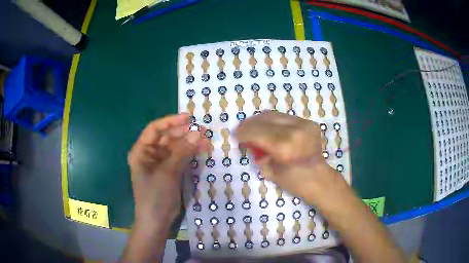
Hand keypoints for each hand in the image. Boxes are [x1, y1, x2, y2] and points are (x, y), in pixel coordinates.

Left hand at [127, 114, 208, 224]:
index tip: (188, 118)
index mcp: (141, 151)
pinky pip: (180, 158)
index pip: (155, 129)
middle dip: (184, 133)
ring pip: (176, 148)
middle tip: (202, 130)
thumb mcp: (168, 171)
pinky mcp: (169, 172)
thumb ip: (182, 151)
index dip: (171, 122)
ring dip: (190, 143)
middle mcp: (149, 154)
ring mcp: (160, 164)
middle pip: (167, 138)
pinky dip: (190, 154)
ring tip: (206, 140)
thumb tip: (198, 133)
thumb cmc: (155, 194)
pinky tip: (202, 150)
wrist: (157, 220)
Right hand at [235, 111, 344, 201]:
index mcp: (285, 148)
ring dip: (260, 119)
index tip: (235, 135)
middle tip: (241, 128)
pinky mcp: (309, 123)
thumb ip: (259, 155)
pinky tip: (266, 126)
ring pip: (275, 115)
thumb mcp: (271, 172)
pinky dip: (272, 120)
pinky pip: (284, 117)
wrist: (319, 178)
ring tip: (251, 125)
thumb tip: (250, 143)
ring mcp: (304, 125)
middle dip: (250, 124)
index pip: (258, 133)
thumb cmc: (295, 182)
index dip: (244, 133)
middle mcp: (296, 131)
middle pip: (266, 120)